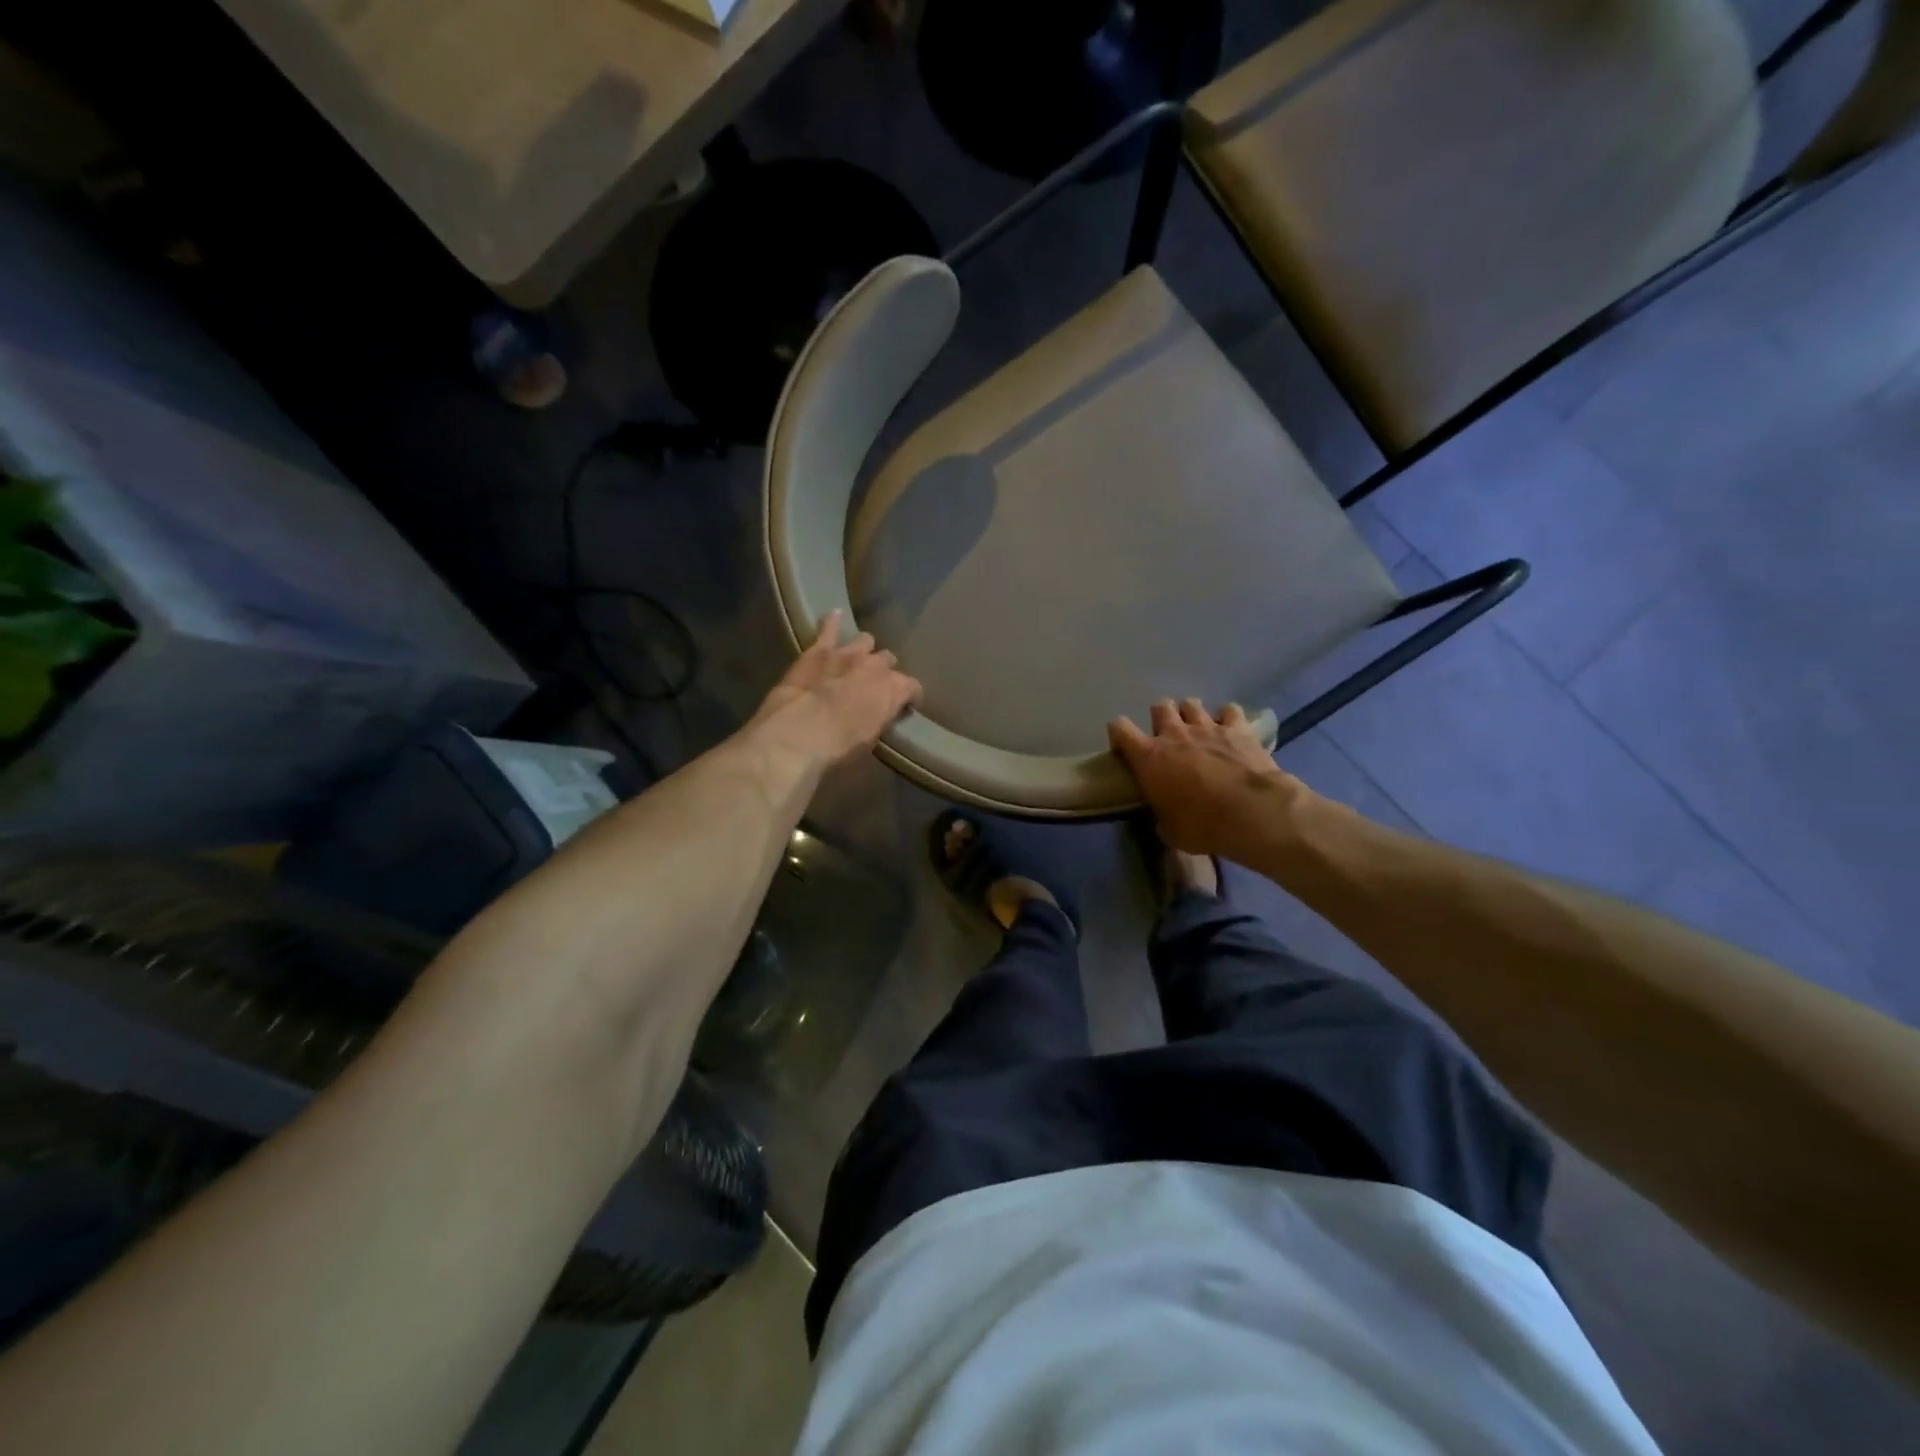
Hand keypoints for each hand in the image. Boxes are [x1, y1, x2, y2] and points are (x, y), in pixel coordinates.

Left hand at [753, 610, 921, 766]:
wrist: (802, 731)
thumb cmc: (841, 747)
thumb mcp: (871, 740)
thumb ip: (879, 721)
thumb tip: (878, 716)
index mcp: (895, 690)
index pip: (912, 687)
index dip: (909, 695)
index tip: (906, 704)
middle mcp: (877, 666)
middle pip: (888, 660)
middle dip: (883, 670)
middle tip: (874, 684)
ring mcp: (848, 654)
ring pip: (865, 641)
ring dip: (863, 649)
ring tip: (857, 658)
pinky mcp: (819, 650)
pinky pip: (829, 629)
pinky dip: (832, 623)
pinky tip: (834, 615)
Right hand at [1108, 699, 1305, 857]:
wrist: (1251, 812)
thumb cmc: (1202, 824)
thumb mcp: (1171, 831)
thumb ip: (1162, 817)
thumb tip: (1164, 819)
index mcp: (1149, 757)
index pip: (1120, 728)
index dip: (1119, 734)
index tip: (1125, 748)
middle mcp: (1174, 734)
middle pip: (1159, 707)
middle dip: (1161, 718)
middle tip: (1168, 737)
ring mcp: (1207, 727)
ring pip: (1191, 703)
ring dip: (1191, 714)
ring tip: (1198, 730)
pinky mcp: (1238, 728)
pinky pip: (1229, 710)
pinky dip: (1227, 718)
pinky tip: (1230, 729)